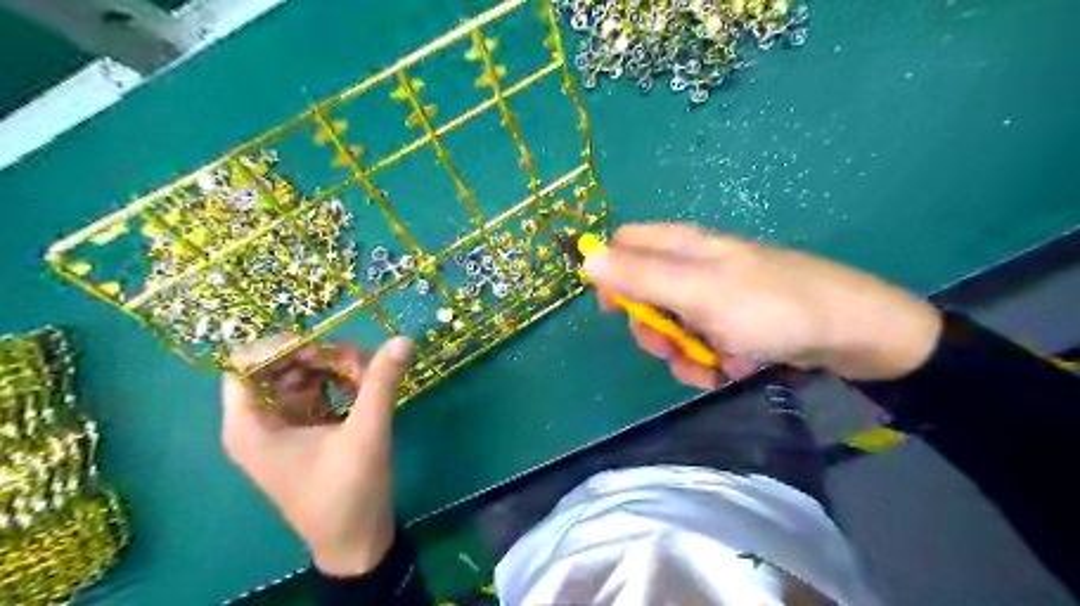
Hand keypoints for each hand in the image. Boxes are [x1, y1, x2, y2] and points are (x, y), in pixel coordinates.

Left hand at [224, 335, 413, 576]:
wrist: (357, 541)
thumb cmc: (349, 493)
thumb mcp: (366, 433)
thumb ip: (381, 383)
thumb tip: (403, 339)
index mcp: (252, 425)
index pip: (245, 365)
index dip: (281, 347)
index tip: (324, 348)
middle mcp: (260, 421)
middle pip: (280, 365)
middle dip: (320, 357)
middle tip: (361, 362)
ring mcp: (284, 425)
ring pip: (302, 375)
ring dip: (335, 369)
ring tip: (370, 376)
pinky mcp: (306, 430)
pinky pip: (318, 392)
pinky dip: (341, 384)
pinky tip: (367, 390)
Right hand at [583, 224, 946, 387]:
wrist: (849, 332)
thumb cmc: (769, 305)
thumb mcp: (697, 291)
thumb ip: (640, 276)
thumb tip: (586, 258)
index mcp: (680, 246)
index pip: (624, 246)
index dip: (612, 276)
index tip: (616, 311)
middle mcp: (692, 266)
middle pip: (643, 293)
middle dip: (651, 328)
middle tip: (669, 346)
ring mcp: (712, 296)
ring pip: (671, 325)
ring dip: (681, 352)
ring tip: (709, 367)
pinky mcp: (731, 322)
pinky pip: (700, 341)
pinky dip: (707, 360)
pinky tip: (729, 370)